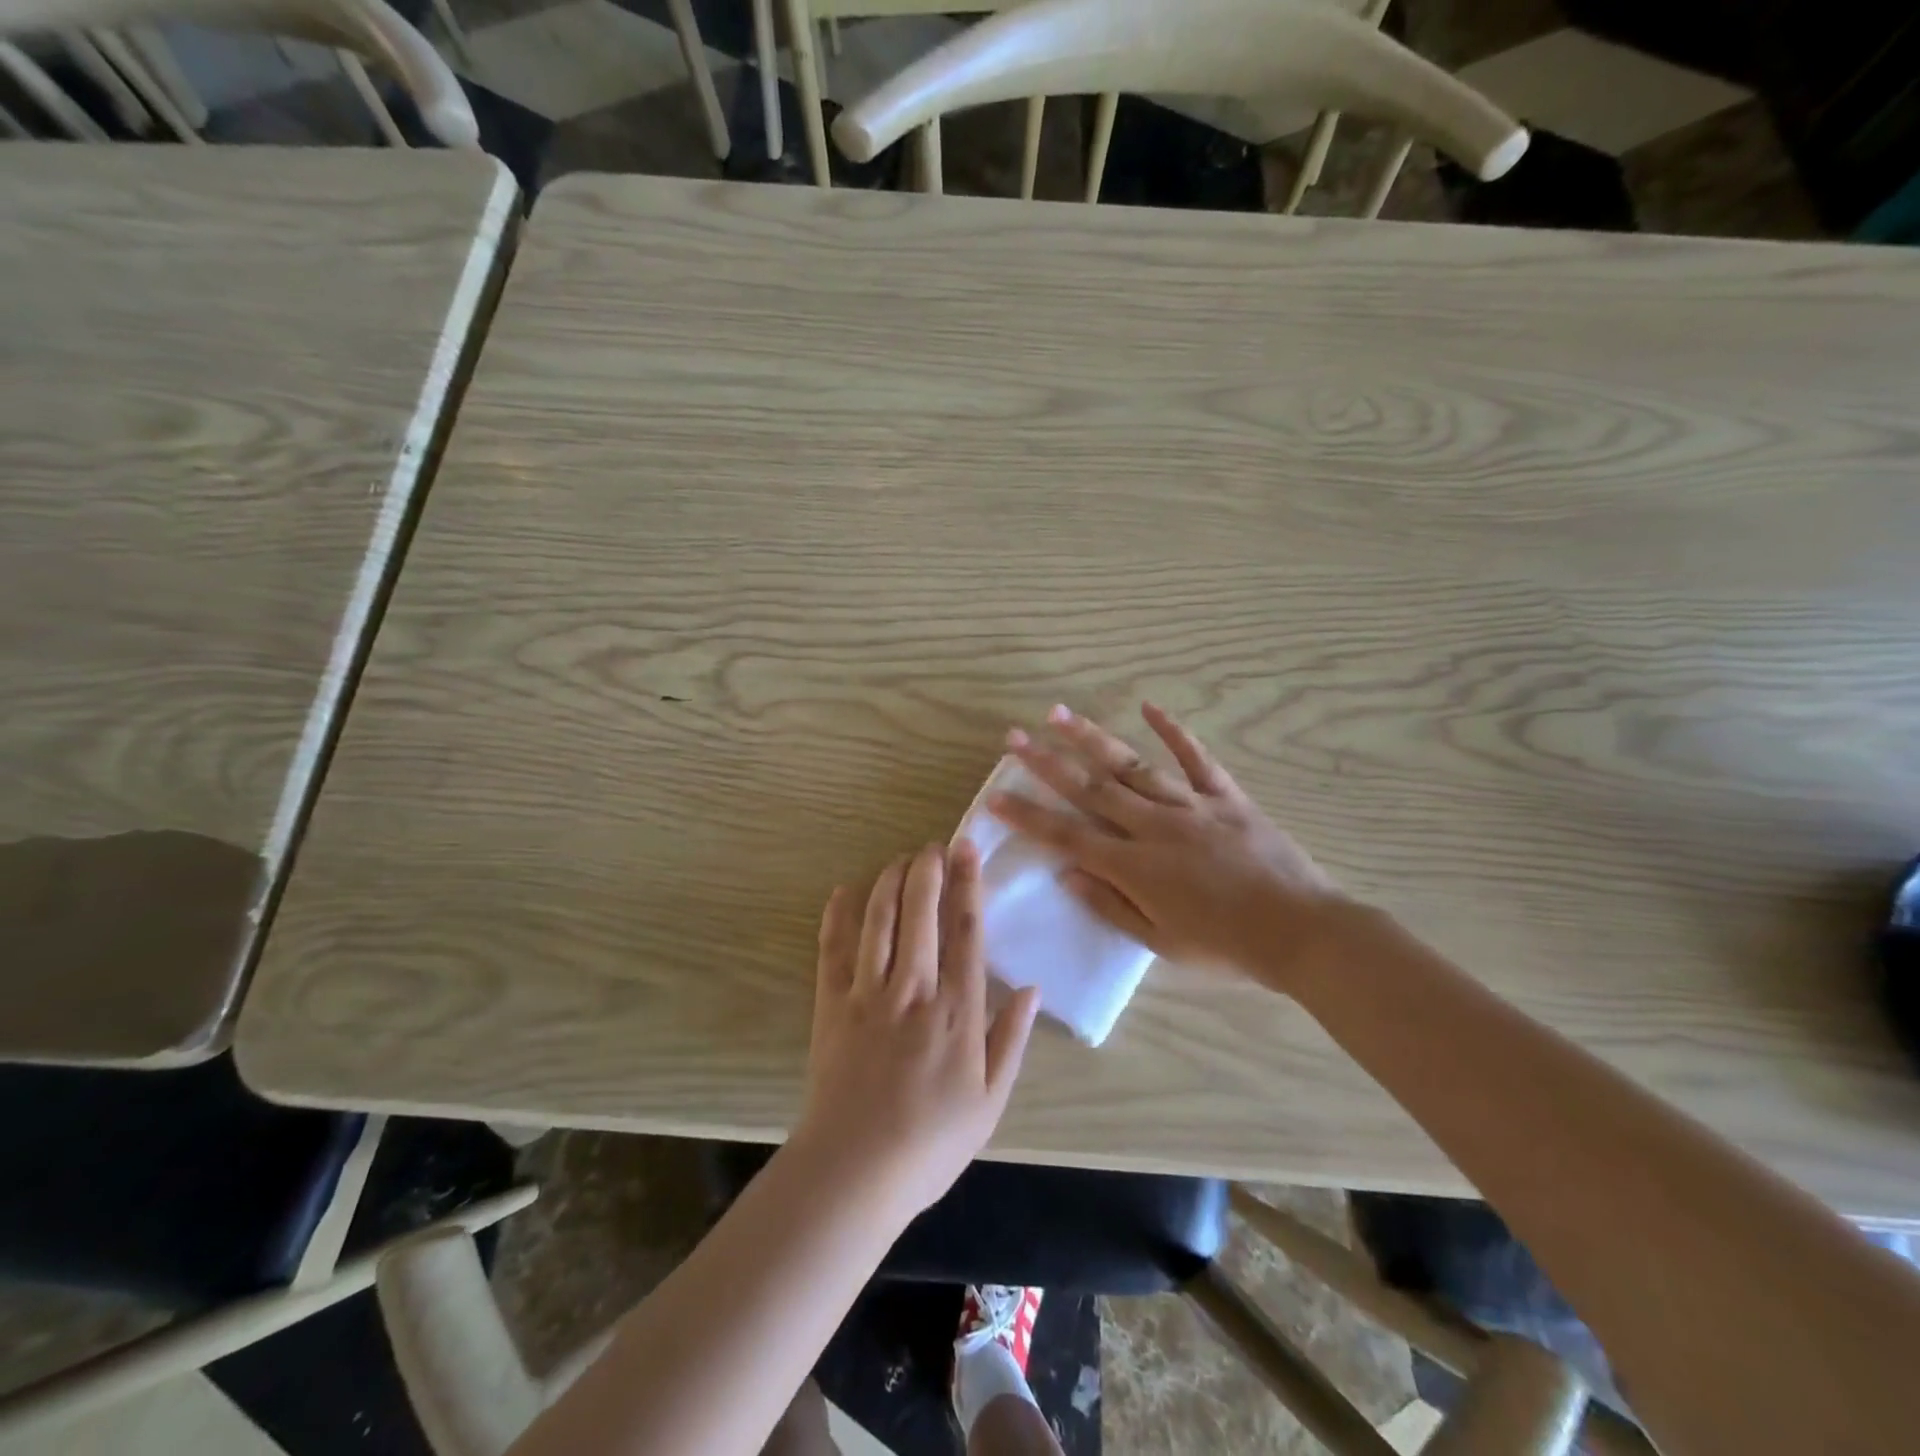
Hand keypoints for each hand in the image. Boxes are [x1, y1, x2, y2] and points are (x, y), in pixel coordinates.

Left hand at [793, 843, 1041, 1226]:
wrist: (854, 1172)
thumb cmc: (931, 1143)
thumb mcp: (990, 1101)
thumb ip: (1011, 1039)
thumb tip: (1032, 989)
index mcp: (957, 1010)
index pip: (965, 932)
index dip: (968, 885)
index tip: (967, 851)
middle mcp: (914, 989)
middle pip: (920, 913)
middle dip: (928, 870)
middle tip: (933, 845)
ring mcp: (868, 994)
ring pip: (879, 920)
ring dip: (889, 882)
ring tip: (900, 859)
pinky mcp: (831, 1004)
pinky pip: (833, 950)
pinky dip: (837, 917)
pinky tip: (843, 892)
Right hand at [990, 703, 1349, 992]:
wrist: (1301, 932)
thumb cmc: (1227, 946)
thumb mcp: (1161, 943)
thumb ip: (1111, 905)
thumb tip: (1067, 873)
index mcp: (1135, 866)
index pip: (1068, 835)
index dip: (1028, 815)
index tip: (996, 795)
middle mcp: (1155, 826)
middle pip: (1091, 788)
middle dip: (1046, 762)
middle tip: (1013, 737)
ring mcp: (1191, 805)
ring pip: (1132, 765)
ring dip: (1092, 739)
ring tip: (1060, 714)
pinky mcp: (1226, 797)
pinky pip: (1196, 758)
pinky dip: (1173, 731)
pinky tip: (1149, 706)